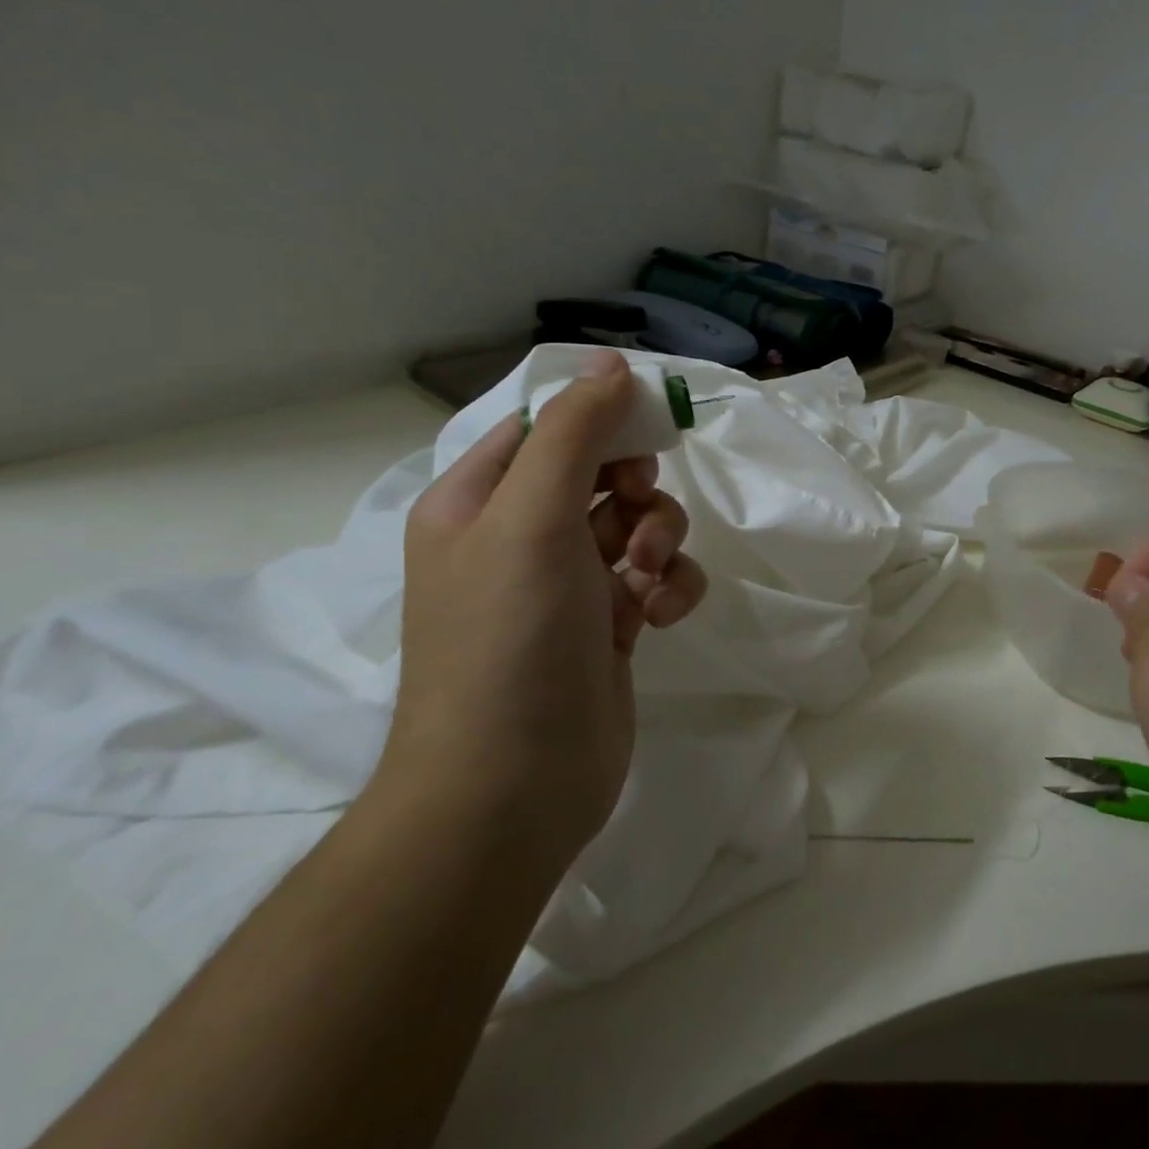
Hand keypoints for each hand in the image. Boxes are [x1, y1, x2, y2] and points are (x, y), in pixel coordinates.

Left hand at [384, 351, 707, 860]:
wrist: (512, 786)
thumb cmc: (510, 638)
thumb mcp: (533, 518)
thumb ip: (574, 432)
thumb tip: (610, 362)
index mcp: (480, 501)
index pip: (544, 427)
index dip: (599, 420)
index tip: (648, 429)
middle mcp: (519, 537)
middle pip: (600, 473)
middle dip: (636, 488)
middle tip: (641, 512)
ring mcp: (566, 585)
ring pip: (636, 524)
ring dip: (659, 540)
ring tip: (648, 578)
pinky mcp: (608, 626)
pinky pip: (654, 578)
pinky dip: (669, 586)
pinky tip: (661, 615)